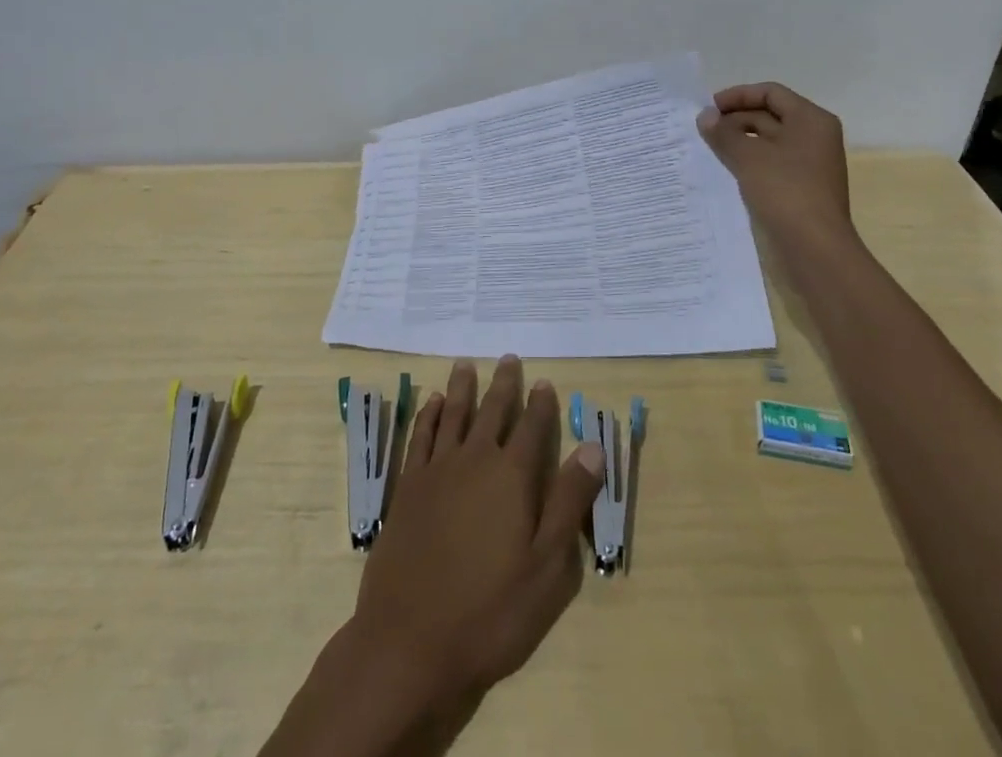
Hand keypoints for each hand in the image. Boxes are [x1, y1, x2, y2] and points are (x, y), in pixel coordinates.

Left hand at [349, 358, 604, 708]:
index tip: (546, 382)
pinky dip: (429, 415)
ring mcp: (437, 471)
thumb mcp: (547, 567)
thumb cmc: (489, 612)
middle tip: (509, 359)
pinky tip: (434, 403)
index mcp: (512, 477)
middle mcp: (475, 460)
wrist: (409, 642)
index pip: (533, 428)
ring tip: (466, 363)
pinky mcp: (408, 488)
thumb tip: (593, 447)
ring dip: (463, 388)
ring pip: (454, 414)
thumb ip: (568, 501)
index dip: (541, 405)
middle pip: (493, 411)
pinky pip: (421, 437)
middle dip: (504, 384)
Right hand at [697, 82, 853, 243]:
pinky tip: (726, 169)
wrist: (815, 248)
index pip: (771, 92)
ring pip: (769, 141)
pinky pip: (771, 163)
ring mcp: (810, 163)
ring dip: (739, 141)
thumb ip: (724, 132)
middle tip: (703, 130)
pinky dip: (749, 161)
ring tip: (709, 148)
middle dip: (735, 119)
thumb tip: (705, 116)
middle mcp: (814, 136)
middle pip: (770, 115)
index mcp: (811, 120)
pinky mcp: (802, 187)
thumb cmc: (785, 191)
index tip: (709, 108)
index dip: (738, 96)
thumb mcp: (748, 156)